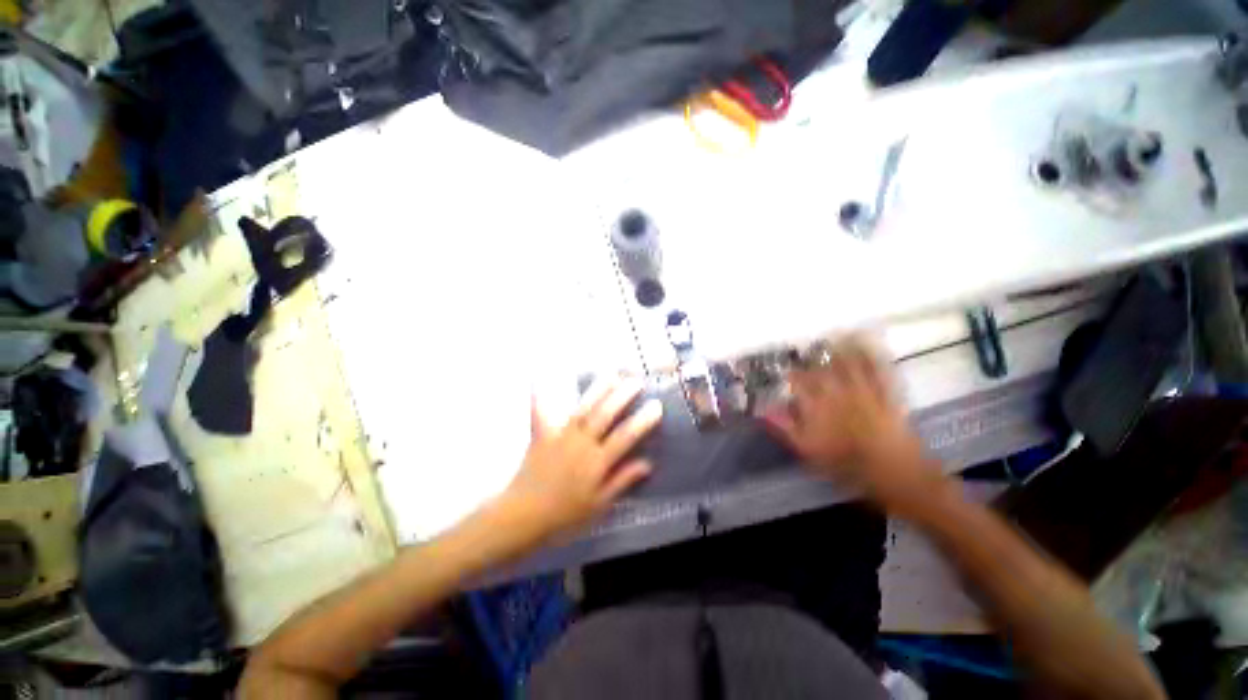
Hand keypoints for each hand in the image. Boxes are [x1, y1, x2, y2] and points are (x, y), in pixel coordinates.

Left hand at [499, 378, 662, 544]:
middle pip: (604, 415)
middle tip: (636, 380)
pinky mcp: (541, 436)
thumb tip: (647, 463)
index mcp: (597, 462)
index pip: (625, 437)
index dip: (642, 421)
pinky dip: (540, 397)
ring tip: (611, 374)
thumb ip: (622, 480)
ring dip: (597, 390)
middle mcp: (581, 444)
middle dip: (622, 396)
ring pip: (582, 409)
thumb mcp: (599, 504)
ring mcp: (560, 437)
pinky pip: (540, 414)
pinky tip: (539, 379)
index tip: (656, 405)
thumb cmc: (565, 514)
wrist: (524, 516)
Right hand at [764, 337, 941, 509]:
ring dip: (842, 347)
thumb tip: (764, 410)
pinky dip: (873, 353)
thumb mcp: (808, 451)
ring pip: (849, 363)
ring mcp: (864, 391)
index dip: (792, 374)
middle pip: (823, 369)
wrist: (895, 474)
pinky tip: (870, 341)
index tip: (786, 369)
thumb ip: (785, 428)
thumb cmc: (846, 465)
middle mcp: (839, 393)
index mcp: (818, 407)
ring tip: (835, 333)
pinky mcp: (886, 393)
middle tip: (808, 346)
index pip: (800, 383)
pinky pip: (878, 369)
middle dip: (814, 357)